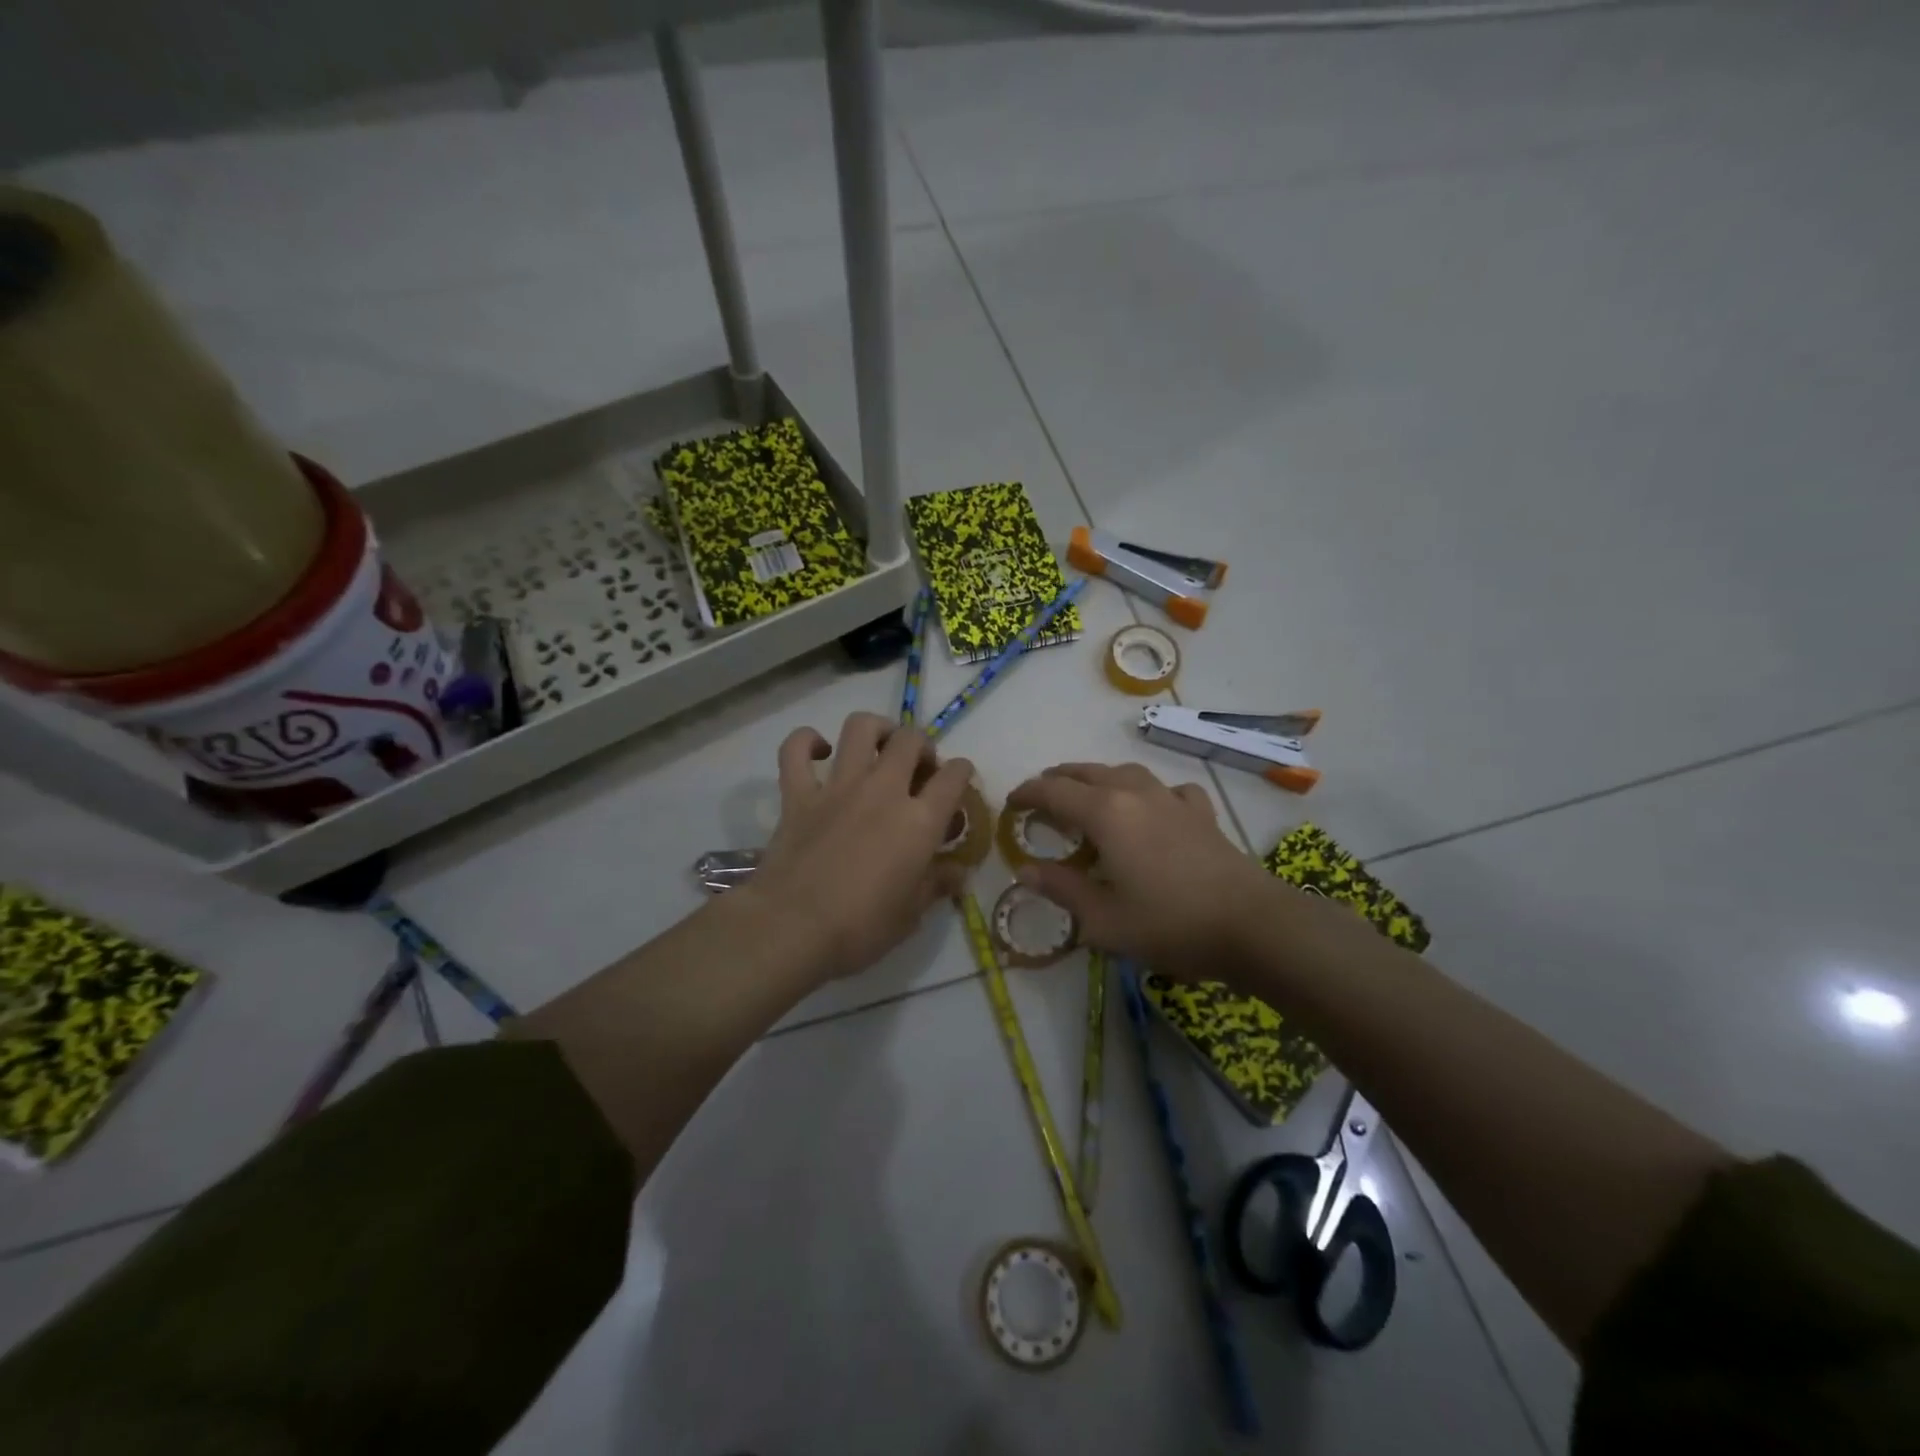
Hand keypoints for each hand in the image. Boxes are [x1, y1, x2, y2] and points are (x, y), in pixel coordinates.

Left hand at [740, 712, 973, 983]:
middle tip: (919, 767)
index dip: (962, 772)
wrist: (792, 929)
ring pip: (860, 728)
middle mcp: (883, 791)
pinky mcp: (798, 794)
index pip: (954, 777)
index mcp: (919, 821)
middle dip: (922, 746)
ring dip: (876, 729)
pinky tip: (820, 750)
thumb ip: (937, 885)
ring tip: (879, 745)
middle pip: (910, 741)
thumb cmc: (860, 928)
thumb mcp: (911, 915)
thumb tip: (959, 874)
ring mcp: (838, 787)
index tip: (958, 781)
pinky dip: (807, 741)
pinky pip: (796, 749)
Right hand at [1005, 762, 1283, 982]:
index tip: (1010, 802)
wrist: (1252, 924)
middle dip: (1058, 780)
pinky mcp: (1200, 813)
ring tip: (1087, 794)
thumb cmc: (1169, 923)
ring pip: (1125, 773)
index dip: (1027, 793)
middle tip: (1040, 796)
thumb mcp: (1103, 919)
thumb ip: (1062, 890)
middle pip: (1087, 773)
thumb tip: (1025, 871)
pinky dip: (1149, 793)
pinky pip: (1166, 790)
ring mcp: (1171, 799)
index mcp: (1105, 813)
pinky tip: (1154, 808)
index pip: (1054, 791)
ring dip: (1098, 778)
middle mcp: (1135, 793)